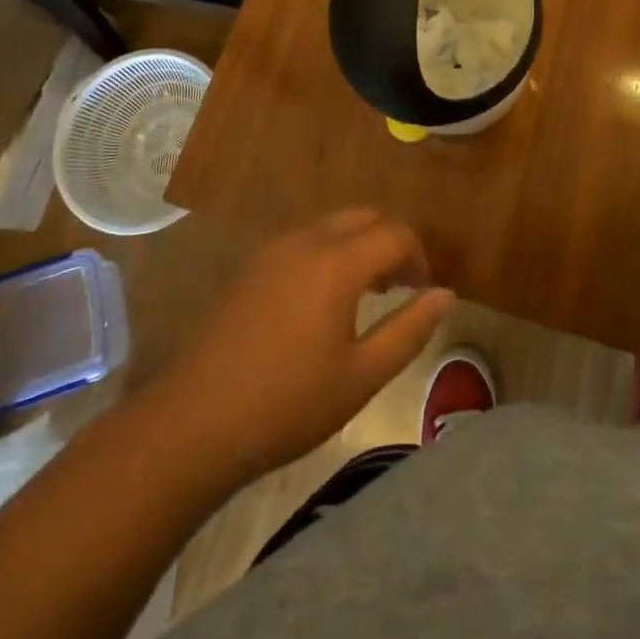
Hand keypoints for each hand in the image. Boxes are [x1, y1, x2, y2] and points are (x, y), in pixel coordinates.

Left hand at [149, 210, 454, 485]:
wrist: (194, 423)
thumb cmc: (288, 404)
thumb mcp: (362, 376)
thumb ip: (409, 330)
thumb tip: (445, 294)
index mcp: (338, 262)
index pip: (396, 233)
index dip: (419, 257)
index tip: (424, 291)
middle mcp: (307, 240)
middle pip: (364, 215)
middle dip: (391, 241)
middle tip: (400, 286)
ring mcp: (273, 249)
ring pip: (333, 223)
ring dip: (359, 243)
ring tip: (367, 293)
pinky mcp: (251, 265)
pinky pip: (305, 238)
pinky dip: (330, 250)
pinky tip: (323, 298)